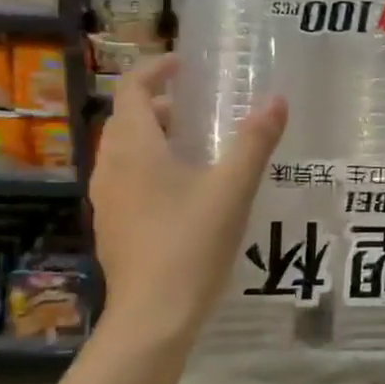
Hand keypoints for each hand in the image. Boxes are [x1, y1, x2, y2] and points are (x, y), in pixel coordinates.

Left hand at [90, 55, 287, 343]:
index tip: (184, 65)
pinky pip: (127, 180)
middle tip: (200, 110)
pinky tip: (184, 193)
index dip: (155, 70)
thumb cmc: (190, 245)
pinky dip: (150, 168)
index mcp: (134, 148)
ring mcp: (107, 200)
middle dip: (160, 106)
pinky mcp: (112, 227)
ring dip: (154, 138)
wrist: (152, 318)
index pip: (132, 89)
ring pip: (125, 152)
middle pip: (127, 120)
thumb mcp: (232, 189)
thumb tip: (277, 100)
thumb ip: (255, 141)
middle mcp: (111, 168)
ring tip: (196, 148)